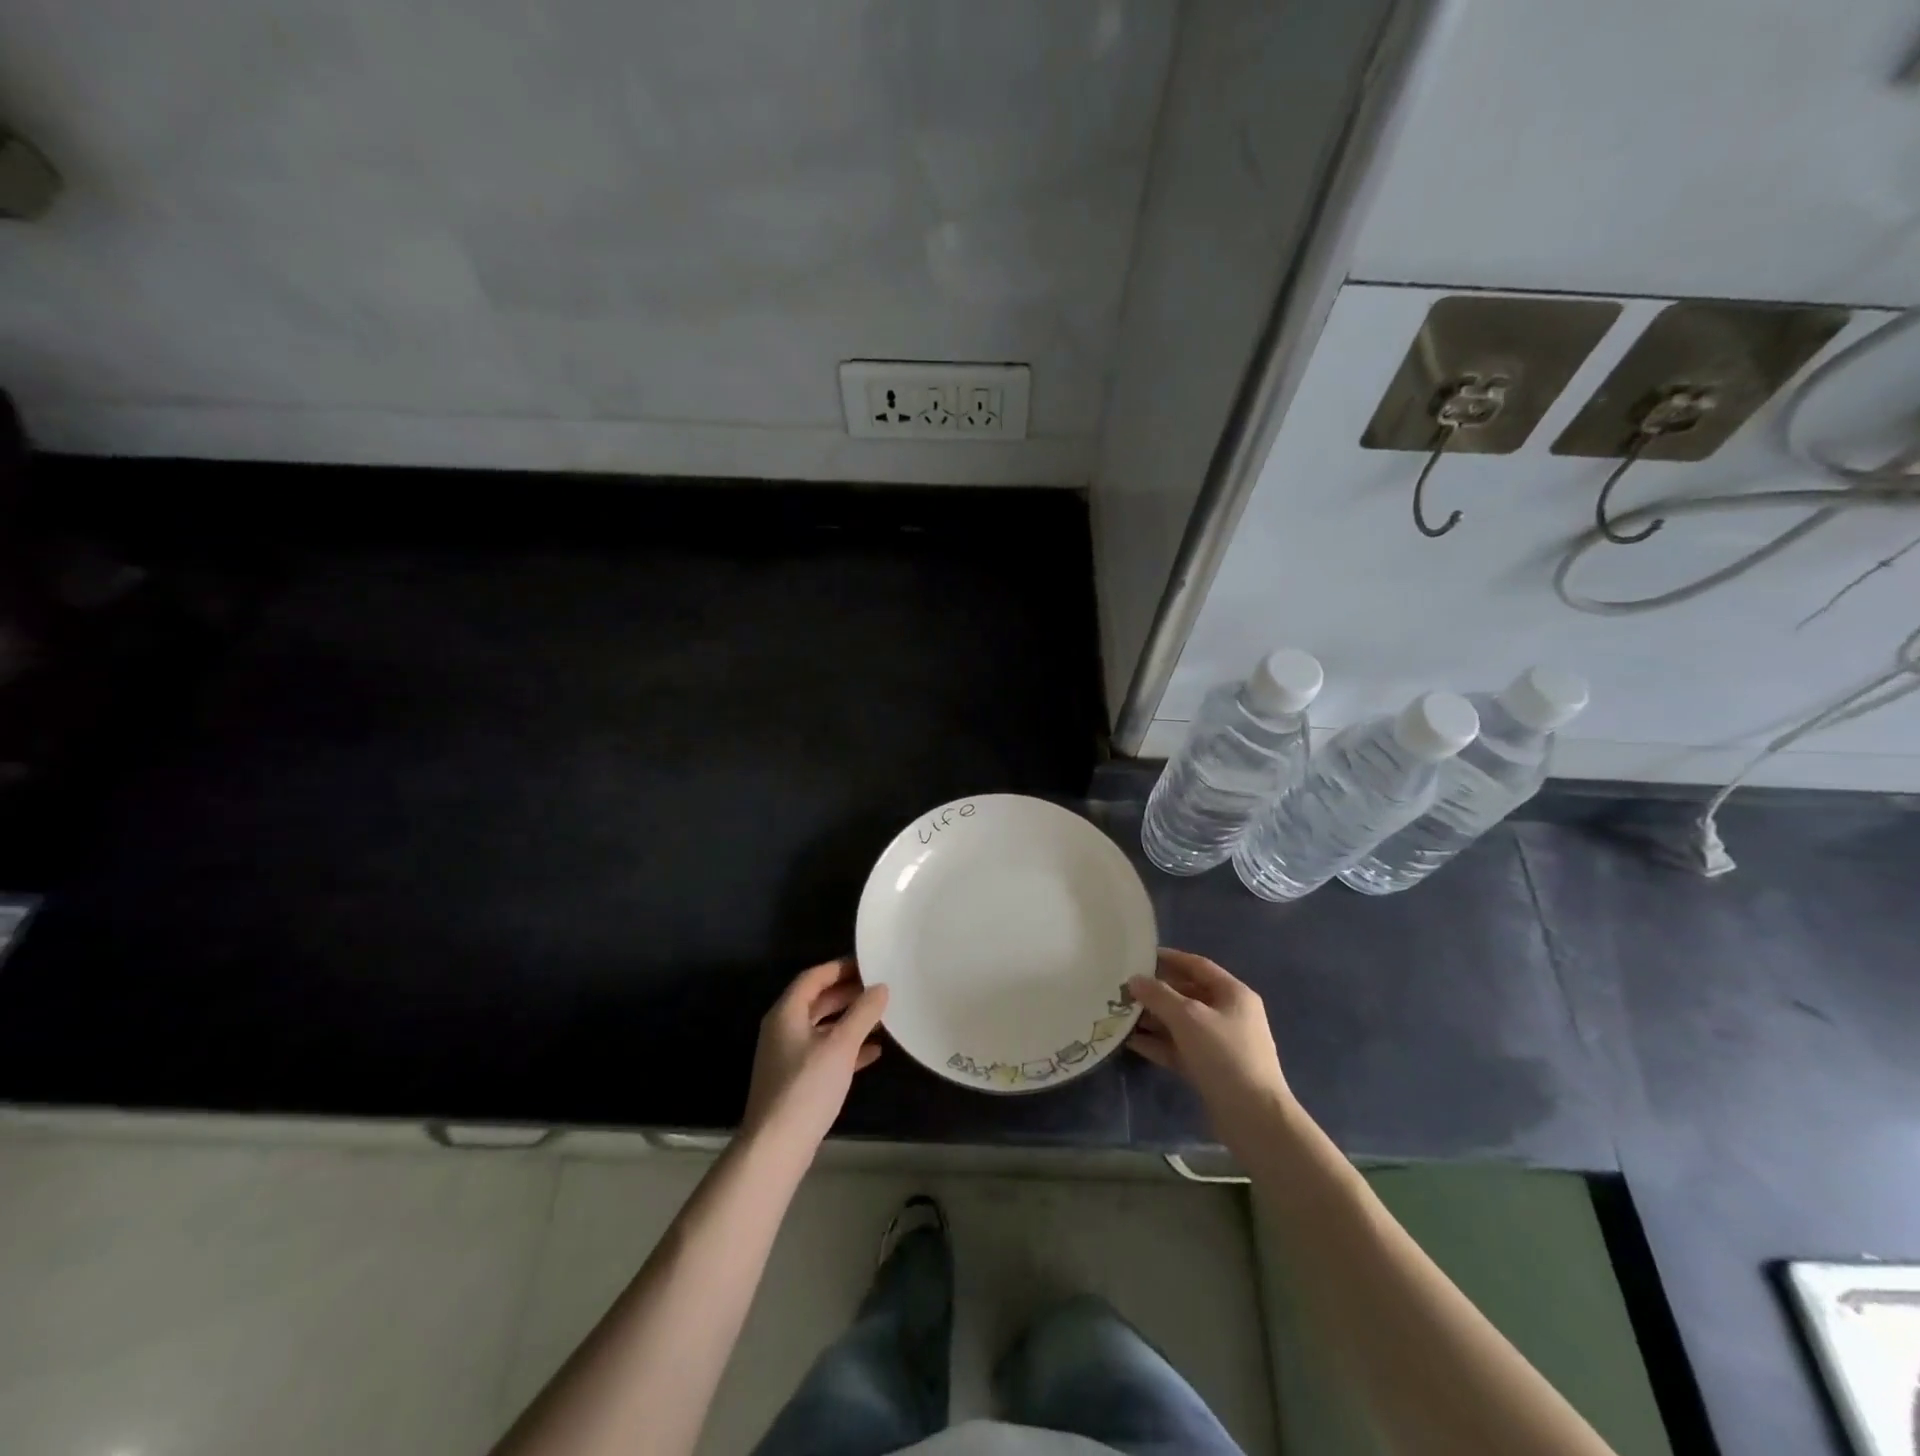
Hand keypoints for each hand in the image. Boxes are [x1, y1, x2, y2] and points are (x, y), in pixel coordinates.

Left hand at [743, 958, 888, 1151]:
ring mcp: (788, 1056)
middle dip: (848, 993)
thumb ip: (863, 1013)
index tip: (869, 963)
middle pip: (818, 1000)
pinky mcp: (797, 1080)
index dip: (841, 967)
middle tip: (880, 987)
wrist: (776, 1147)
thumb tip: (881, 987)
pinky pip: (825, 1052)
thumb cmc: (806, 1087)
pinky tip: (874, 1052)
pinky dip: (847, 1048)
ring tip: (882, 1016)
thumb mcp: (840, 1045)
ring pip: (823, 1027)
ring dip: (850, 1020)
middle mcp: (783, 1029)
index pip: (814, 977)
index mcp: (787, 1013)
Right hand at [1127, 948, 1292, 1149]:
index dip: (1170, 958)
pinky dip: (1157, 1043)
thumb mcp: (1188, 1017)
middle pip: (1187, 994)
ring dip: (1152, 1019)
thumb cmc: (1224, 1054)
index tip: (1140, 956)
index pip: (1198, 966)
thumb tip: (1134, 980)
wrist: (1253, 1117)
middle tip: (1123, 989)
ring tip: (1120, 1014)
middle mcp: (1228, 1014)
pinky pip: (1178, 1048)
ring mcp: (1219, 1044)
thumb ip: (1158, 995)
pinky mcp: (1209, 1069)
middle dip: (1156, 992)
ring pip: (1180, 1023)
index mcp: (1233, 994)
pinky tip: (1130, 1041)